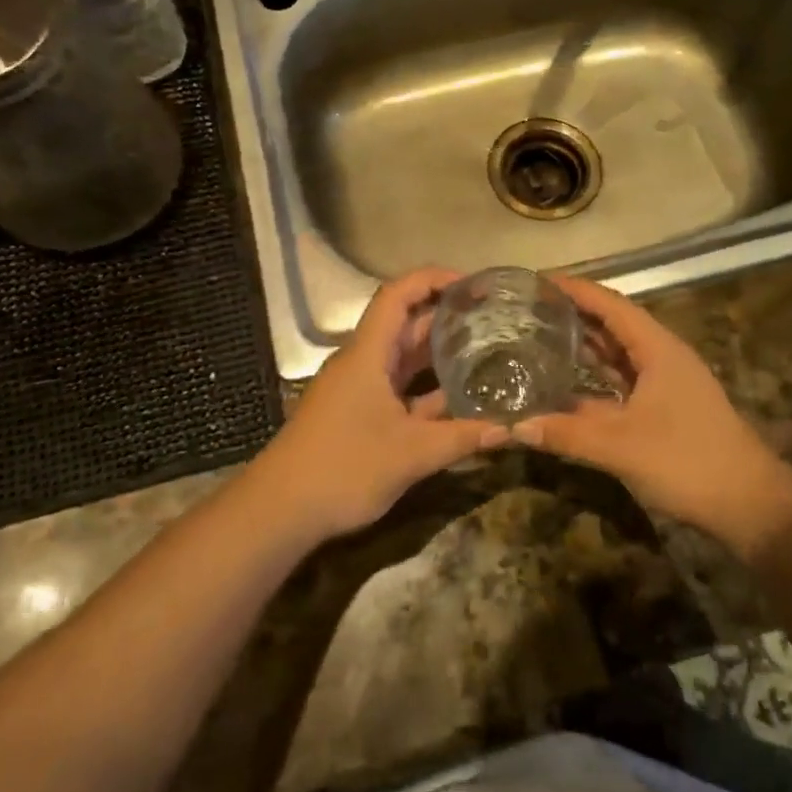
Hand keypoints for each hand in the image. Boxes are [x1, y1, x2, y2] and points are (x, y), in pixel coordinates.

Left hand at [245, 268, 508, 542]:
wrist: (279, 512)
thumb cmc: (343, 468)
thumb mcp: (411, 454)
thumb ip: (462, 437)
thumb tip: (512, 428)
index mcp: (368, 354)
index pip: (398, 295)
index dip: (433, 280)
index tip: (472, 285)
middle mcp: (363, 363)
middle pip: (406, 324)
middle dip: (448, 317)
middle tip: (494, 320)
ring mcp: (360, 390)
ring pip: (404, 359)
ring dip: (440, 354)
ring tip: (487, 351)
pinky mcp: (359, 415)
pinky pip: (400, 389)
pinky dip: (428, 389)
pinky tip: (461, 399)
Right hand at [512, 277, 791, 553]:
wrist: (750, 505)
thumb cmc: (688, 461)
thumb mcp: (621, 447)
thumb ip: (568, 434)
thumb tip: (514, 426)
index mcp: (658, 349)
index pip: (612, 305)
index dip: (577, 290)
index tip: (539, 281)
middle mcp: (663, 357)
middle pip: (615, 325)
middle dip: (575, 315)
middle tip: (530, 311)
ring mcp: (667, 384)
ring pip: (620, 355)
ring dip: (586, 347)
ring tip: (541, 340)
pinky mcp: (667, 409)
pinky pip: (624, 382)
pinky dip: (597, 379)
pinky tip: (569, 387)